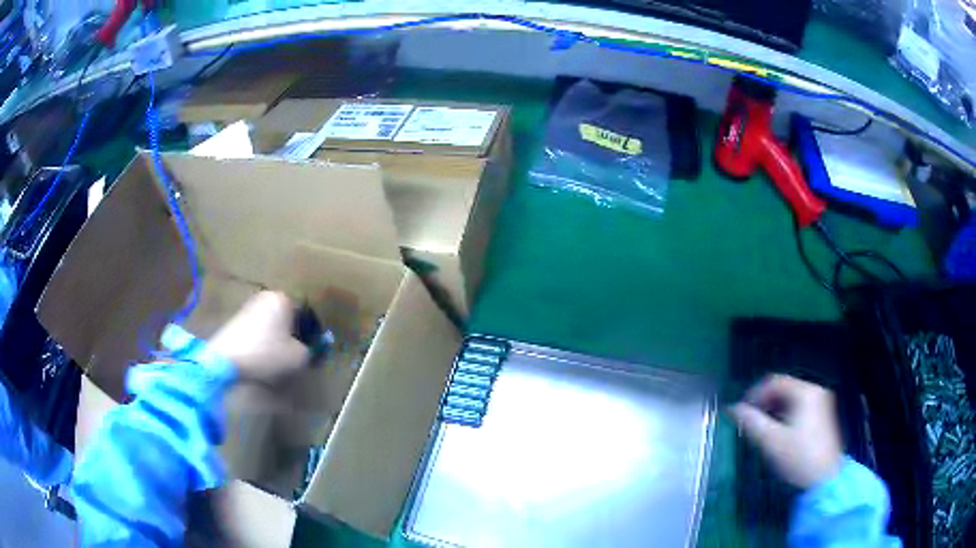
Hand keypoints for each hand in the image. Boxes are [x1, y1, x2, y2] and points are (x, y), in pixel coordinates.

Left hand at [208, 291, 309, 382]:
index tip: (312, 352)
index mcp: (284, 299)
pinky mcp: (236, 320)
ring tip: (279, 361)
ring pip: (273, 325)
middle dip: (294, 336)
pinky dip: (264, 342)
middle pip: (288, 318)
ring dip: (279, 340)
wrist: (226, 360)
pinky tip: (263, 359)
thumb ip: (311, 351)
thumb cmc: (266, 354)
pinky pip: (259, 330)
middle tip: (297, 357)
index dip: (312, 335)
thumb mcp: (298, 358)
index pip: (307, 315)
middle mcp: (266, 297)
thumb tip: (310, 350)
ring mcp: (249, 307)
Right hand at [729, 374, 842, 489]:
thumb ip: (751, 422)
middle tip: (749, 421)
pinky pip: (799, 408)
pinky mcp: (823, 417)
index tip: (741, 411)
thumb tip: (733, 409)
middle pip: (784, 389)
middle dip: (764, 403)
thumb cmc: (798, 457)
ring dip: (773, 411)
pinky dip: (785, 416)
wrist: (825, 479)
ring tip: (760, 429)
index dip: (755, 393)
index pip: (775, 382)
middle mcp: (815, 391)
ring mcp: (822, 404)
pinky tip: (778, 434)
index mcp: (805, 392)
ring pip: (791, 400)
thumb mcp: (771, 441)